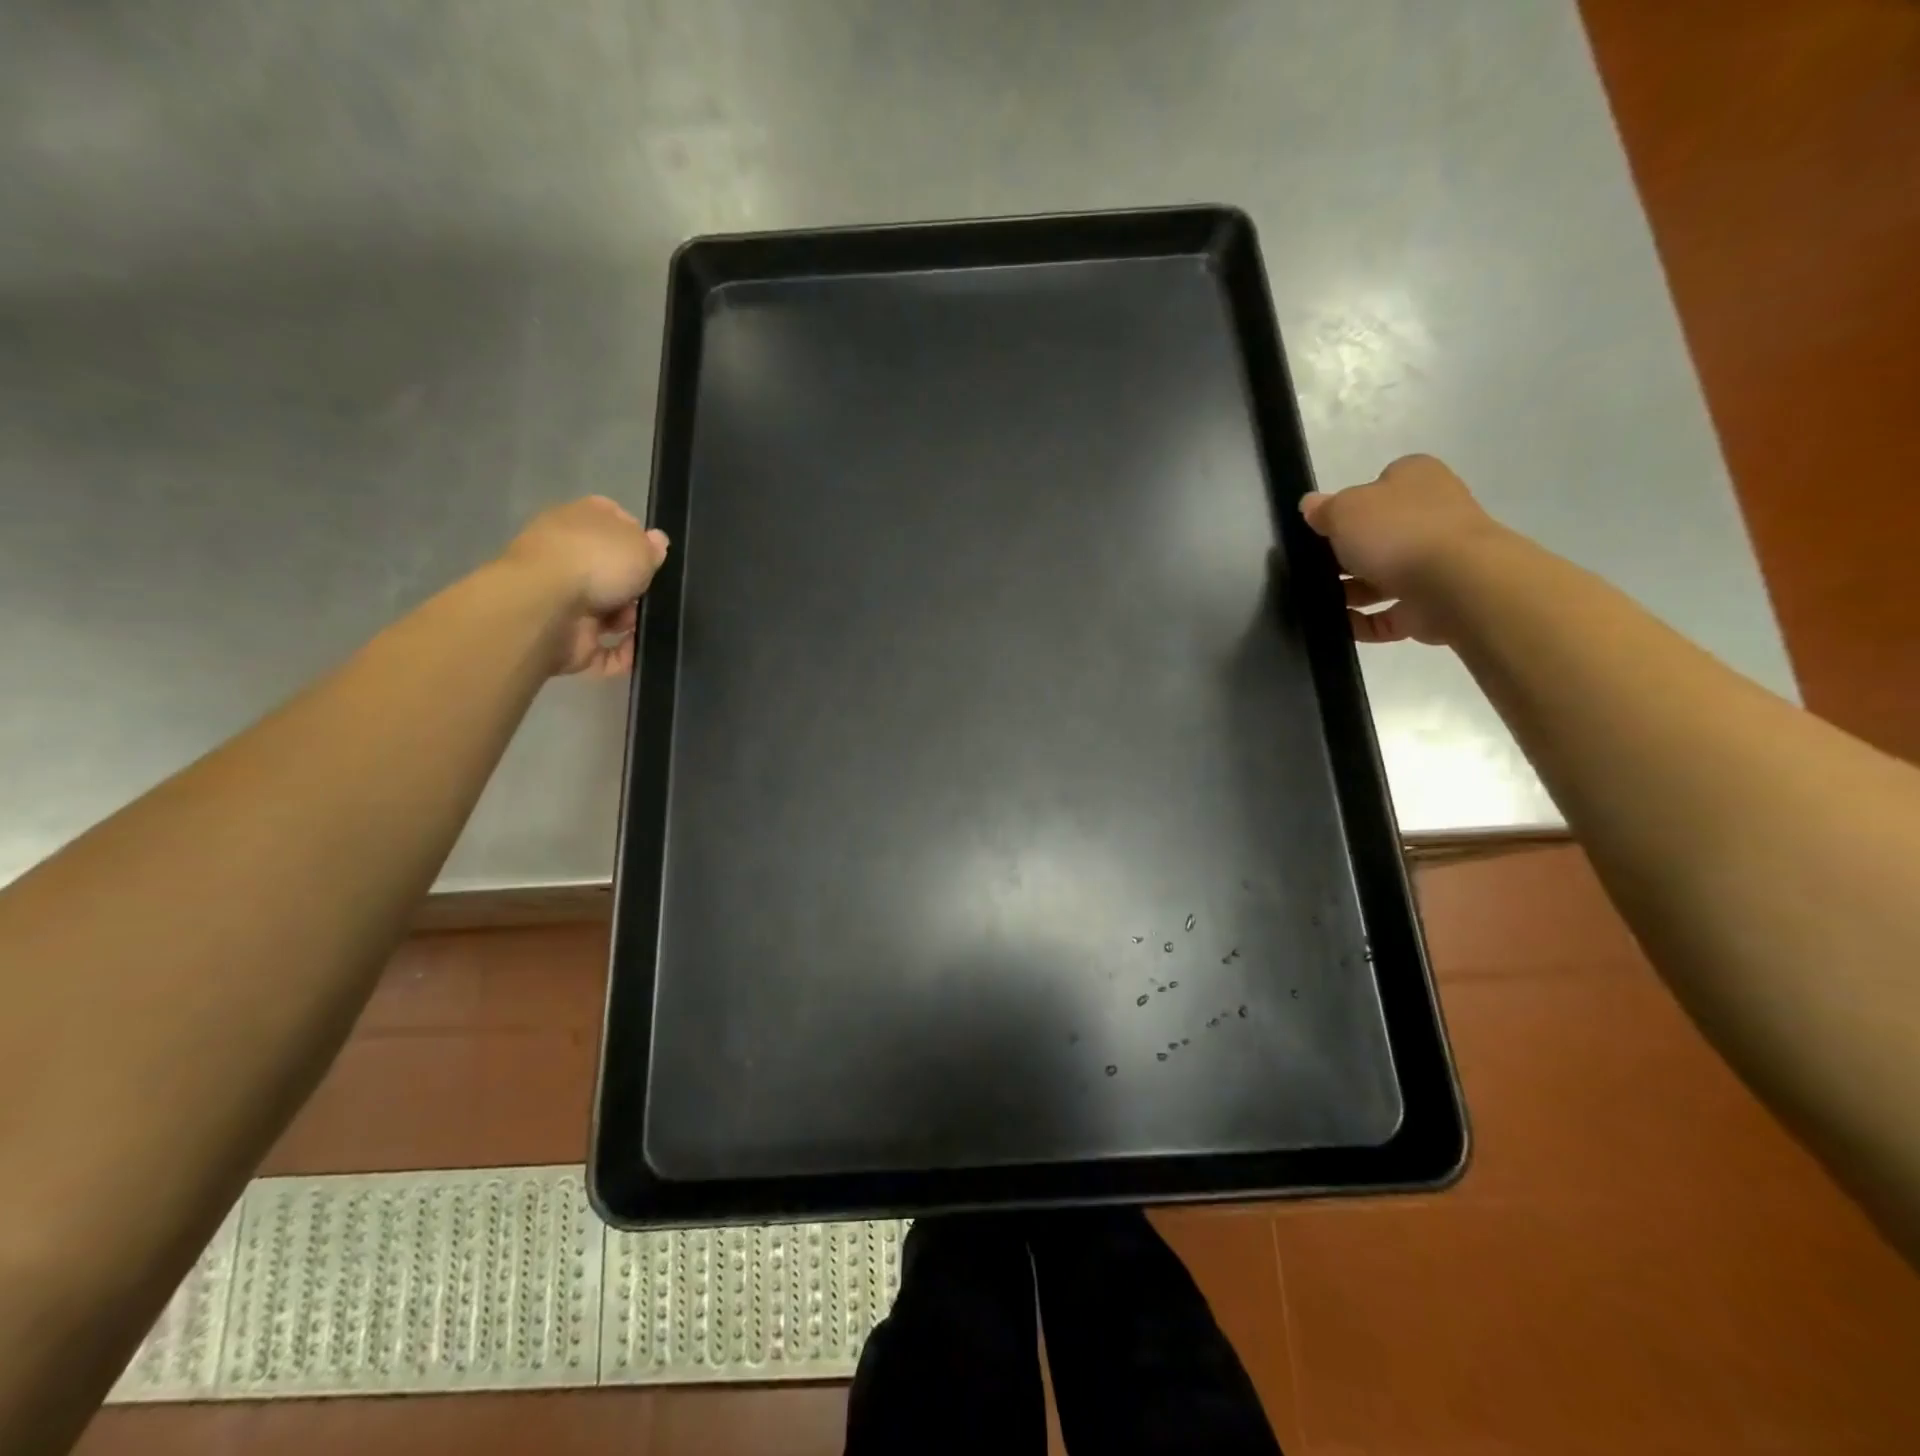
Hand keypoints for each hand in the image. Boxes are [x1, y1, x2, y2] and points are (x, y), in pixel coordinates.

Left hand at [503, 496, 670, 675]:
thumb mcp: (639, 545)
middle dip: (634, 587)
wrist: (545, 607)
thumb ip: (652, 548)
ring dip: (629, 621)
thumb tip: (656, 542)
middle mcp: (567, 557)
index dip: (635, 535)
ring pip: (608, 612)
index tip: (654, 554)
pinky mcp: (565, 638)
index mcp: (579, 522)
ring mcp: (563, 600)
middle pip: (611, 571)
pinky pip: (604, 650)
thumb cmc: (595, 562)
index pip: (611, 520)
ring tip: (639, 624)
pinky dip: (622, 655)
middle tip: (652, 593)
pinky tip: (638, 652)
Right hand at [1299, 455, 1502, 645]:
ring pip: (1381, 577)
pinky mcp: (1430, 604)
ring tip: (1314, 601)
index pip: (1378, 486)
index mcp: (1416, 480)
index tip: (1321, 528)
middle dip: (1344, 555)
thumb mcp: (1345, 509)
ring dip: (1349, 592)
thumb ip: (1324, 509)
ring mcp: (1434, 563)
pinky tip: (1335, 626)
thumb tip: (1311, 505)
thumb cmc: (1398, 532)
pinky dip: (1360, 623)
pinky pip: (1386, 616)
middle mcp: (1431, 516)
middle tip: (1309, 568)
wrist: (1456, 584)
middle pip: (1377, 535)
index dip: (1348, 506)